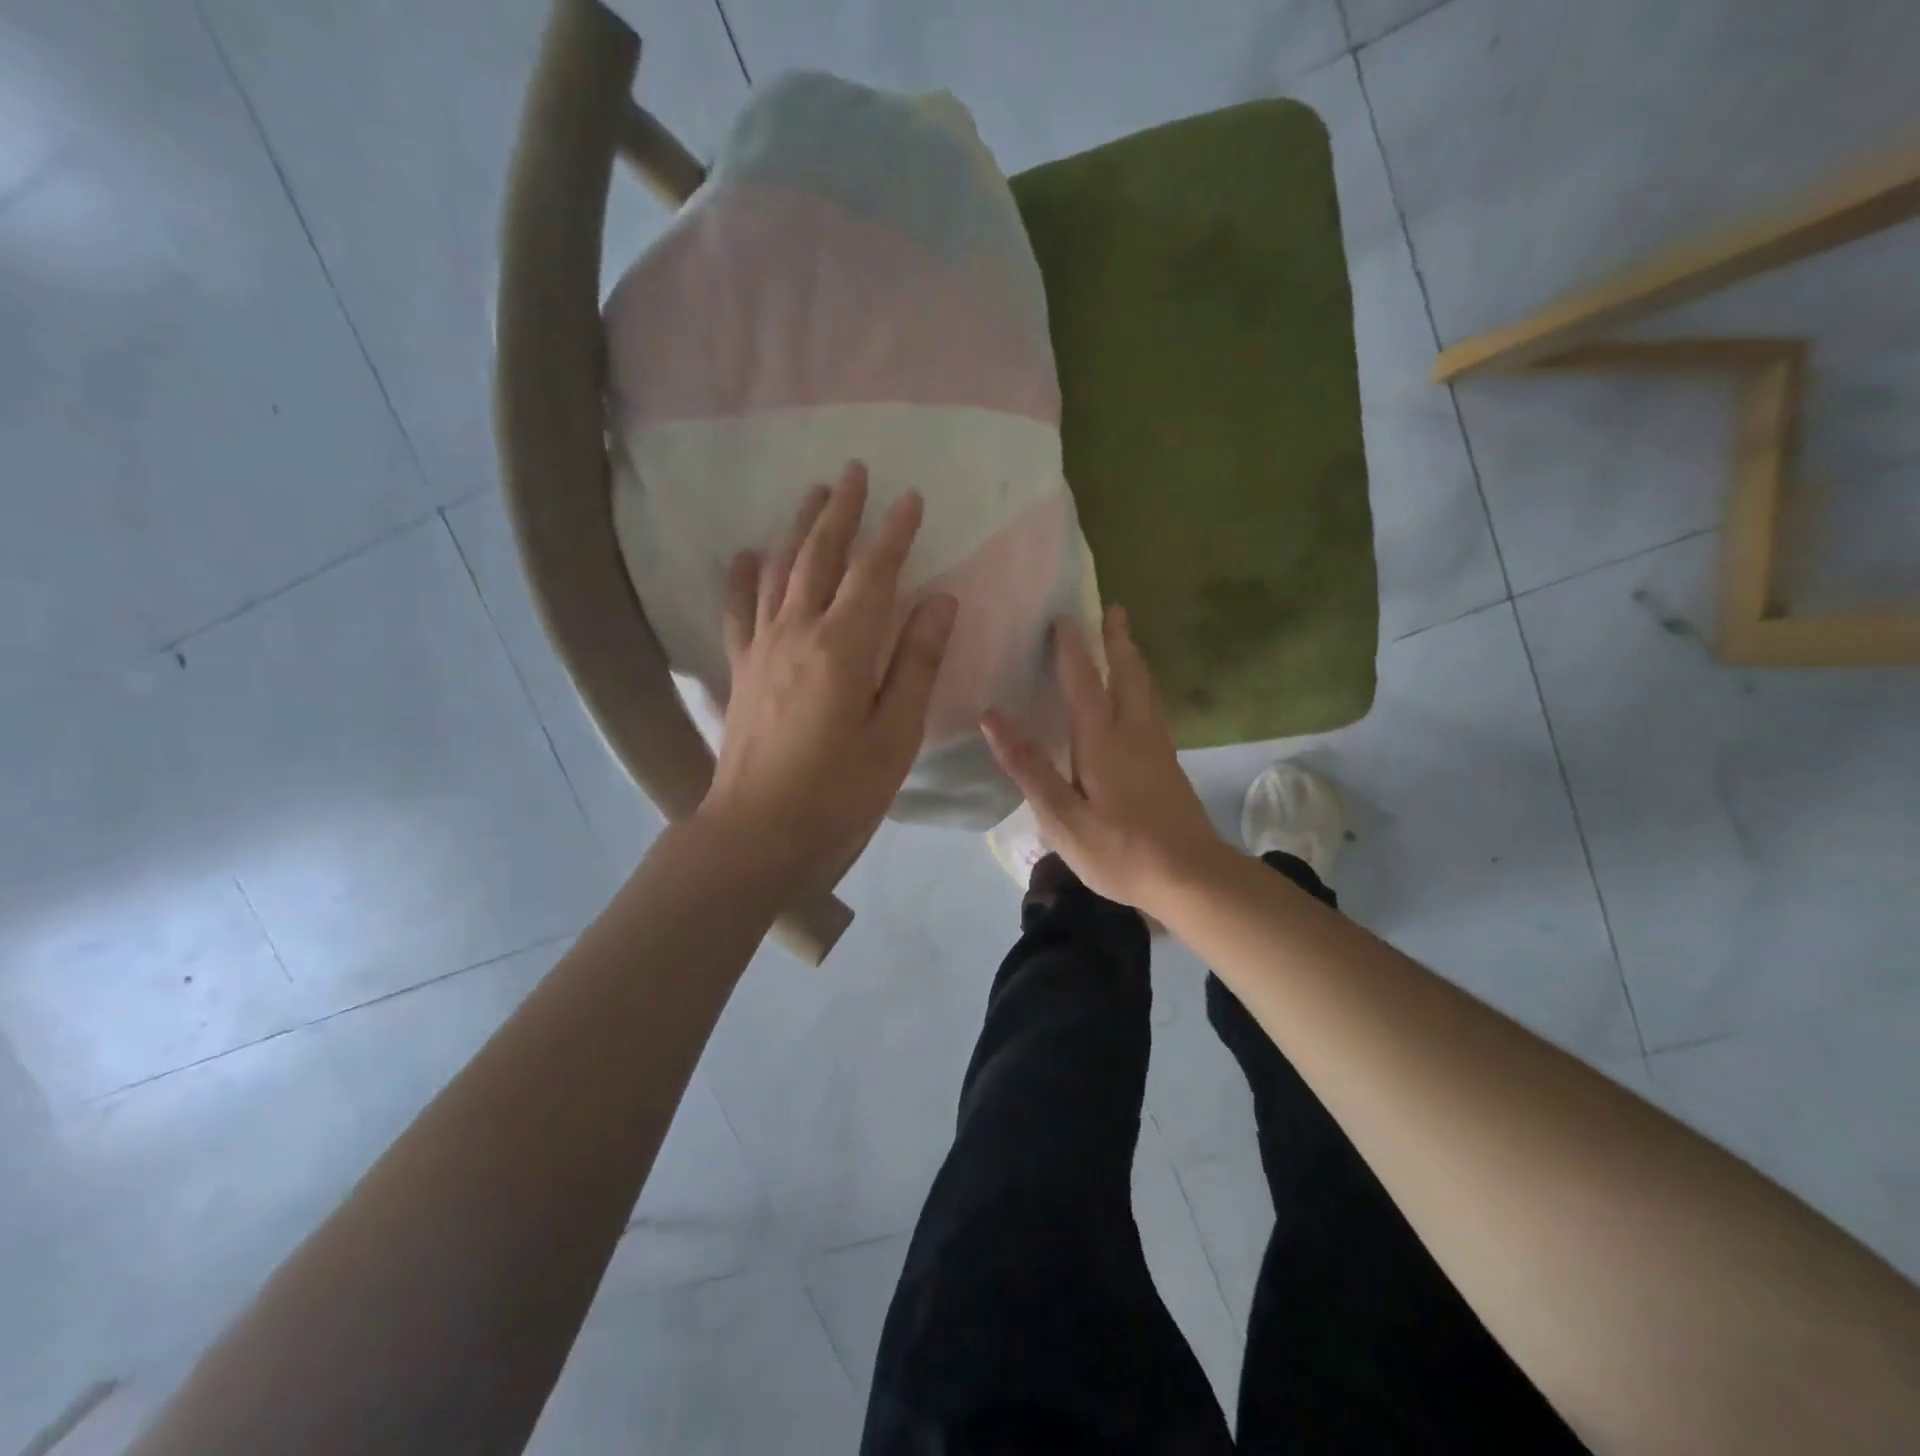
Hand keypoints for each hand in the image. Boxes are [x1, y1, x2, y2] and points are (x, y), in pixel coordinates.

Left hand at [699, 462, 957, 882]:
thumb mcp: (895, 734)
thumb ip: (917, 662)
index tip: (910, 497)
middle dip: (840, 510)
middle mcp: (797, 631)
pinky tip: (747, 555)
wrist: (758, 834)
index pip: (874, 573)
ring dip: (798, 529)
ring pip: (779, 571)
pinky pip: (740, 610)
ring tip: (811, 495)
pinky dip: (744, 577)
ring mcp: (762, 648)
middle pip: (819, 555)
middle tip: (853, 470)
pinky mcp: (742, 669)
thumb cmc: (840, 792)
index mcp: (844, 646)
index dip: (894, 533)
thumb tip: (940, 600)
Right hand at [981, 606, 1226, 912]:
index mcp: (1103, 741)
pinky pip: (1153, 710)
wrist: (1193, 878)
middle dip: (1118, 640)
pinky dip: (1142, 688)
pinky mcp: (1169, 767)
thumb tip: (993, 716)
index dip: (1072, 648)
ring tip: (1126, 643)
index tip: (1064, 616)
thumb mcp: (1062, 817)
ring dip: (1133, 660)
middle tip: (1113, 609)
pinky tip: (1138, 702)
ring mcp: (1158, 749)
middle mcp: (1135, 734)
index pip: (1084, 682)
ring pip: (1146, 691)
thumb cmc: (1120, 851)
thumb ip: (1029, 767)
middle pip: (1128, 675)